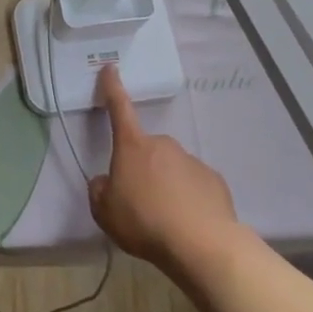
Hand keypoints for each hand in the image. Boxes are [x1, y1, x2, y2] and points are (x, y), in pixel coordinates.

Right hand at [89, 66, 239, 273]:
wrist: (201, 244)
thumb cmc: (144, 221)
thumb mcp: (104, 212)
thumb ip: (99, 190)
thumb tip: (105, 182)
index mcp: (132, 146)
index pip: (119, 108)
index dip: (113, 88)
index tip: (111, 68)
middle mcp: (163, 144)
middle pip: (146, 151)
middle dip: (141, 168)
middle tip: (138, 201)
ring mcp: (191, 160)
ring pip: (171, 168)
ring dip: (165, 185)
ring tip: (165, 219)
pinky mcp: (213, 180)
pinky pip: (193, 185)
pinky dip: (188, 198)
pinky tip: (187, 222)